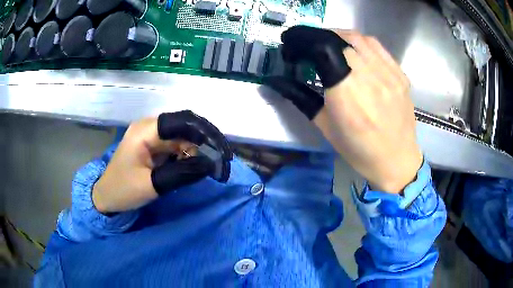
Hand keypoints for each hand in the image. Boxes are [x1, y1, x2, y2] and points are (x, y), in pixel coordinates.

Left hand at [93, 111, 231, 212]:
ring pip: (180, 136)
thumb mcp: (152, 184)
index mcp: (144, 131)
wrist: (107, 197)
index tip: (218, 148)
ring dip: (194, 149)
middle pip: (182, 127)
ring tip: (208, 165)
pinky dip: (185, 154)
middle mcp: (148, 127)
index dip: (201, 132)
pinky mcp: (151, 145)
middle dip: (201, 141)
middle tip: (218, 159)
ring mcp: (150, 136)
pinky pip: (174, 145)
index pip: (179, 122)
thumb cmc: (124, 190)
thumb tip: (209, 164)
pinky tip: (192, 165)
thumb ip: (181, 173)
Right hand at [264, 27, 422, 192]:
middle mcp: (369, 80)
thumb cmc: (358, 150)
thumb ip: (300, 98)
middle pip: (338, 40)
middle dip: (316, 37)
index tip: (291, 43)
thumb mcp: (325, 127)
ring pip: (358, 38)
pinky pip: (377, 46)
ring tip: (328, 43)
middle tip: (308, 46)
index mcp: (346, 96)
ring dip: (337, 35)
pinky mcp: (400, 75)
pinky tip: (352, 48)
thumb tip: (275, 80)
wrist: (396, 160)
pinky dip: (359, 41)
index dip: (303, 39)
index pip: (322, 49)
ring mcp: (388, 75)